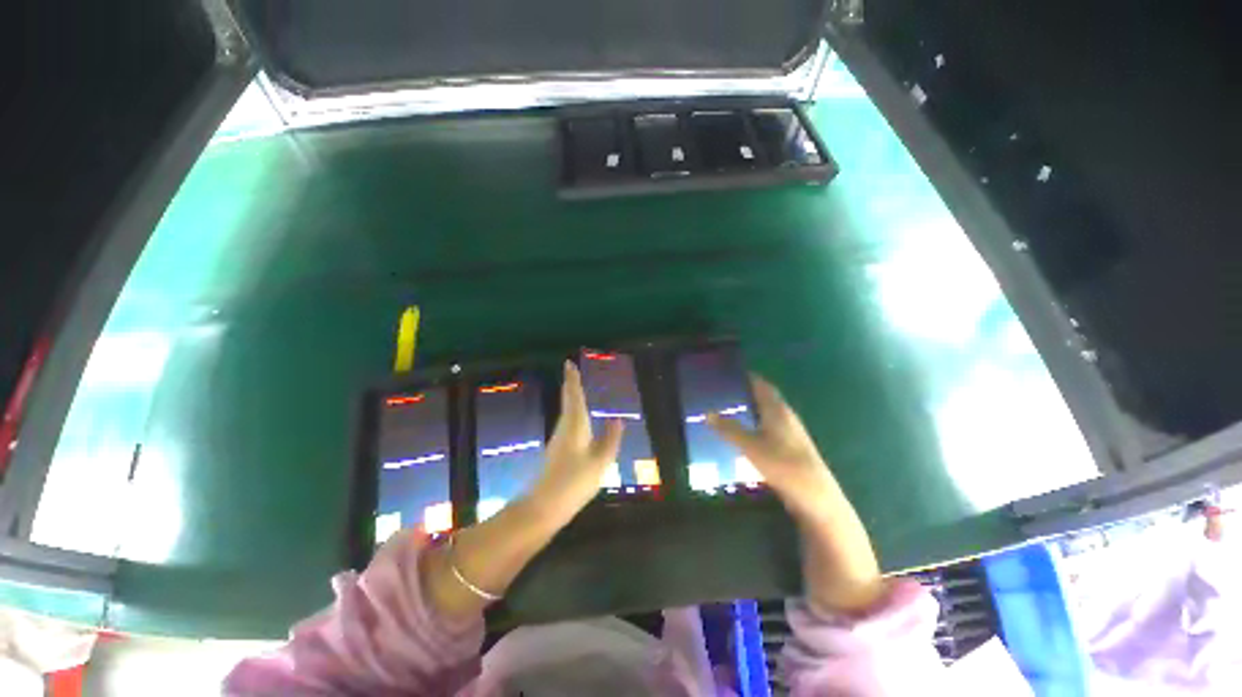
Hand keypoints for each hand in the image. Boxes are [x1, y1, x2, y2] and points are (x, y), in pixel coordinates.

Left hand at [530, 361, 623, 518]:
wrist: (544, 506)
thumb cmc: (574, 481)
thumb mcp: (600, 461)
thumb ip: (610, 439)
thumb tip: (618, 419)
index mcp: (575, 425)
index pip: (574, 396)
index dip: (572, 380)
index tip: (568, 363)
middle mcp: (564, 428)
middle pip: (567, 401)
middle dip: (570, 386)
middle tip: (572, 373)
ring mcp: (559, 440)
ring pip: (566, 412)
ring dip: (571, 399)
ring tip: (576, 390)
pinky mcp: (558, 451)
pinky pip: (568, 423)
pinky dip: (573, 414)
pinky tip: (578, 421)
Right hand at [706, 375, 841, 520]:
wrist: (814, 497)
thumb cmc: (782, 465)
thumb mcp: (750, 446)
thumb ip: (728, 429)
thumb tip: (708, 413)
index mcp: (777, 409)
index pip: (761, 385)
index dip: (747, 377)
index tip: (729, 374)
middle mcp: (785, 416)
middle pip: (764, 398)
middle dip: (745, 394)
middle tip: (723, 394)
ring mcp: (790, 433)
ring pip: (766, 414)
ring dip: (750, 411)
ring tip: (728, 412)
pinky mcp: (790, 448)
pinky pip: (768, 429)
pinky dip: (755, 426)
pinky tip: (743, 436)